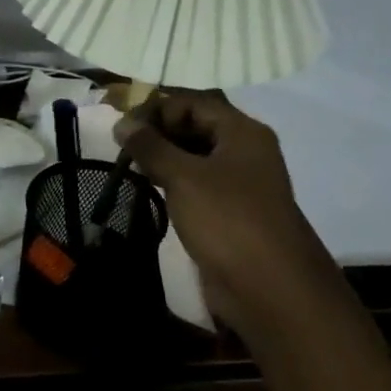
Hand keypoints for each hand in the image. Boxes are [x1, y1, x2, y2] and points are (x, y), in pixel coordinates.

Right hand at [119, 90, 341, 330]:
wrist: (270, 288)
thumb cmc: (227, 220)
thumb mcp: (183, 177)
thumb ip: (150, 146)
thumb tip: (121, 123)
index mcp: (242, 132)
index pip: (193, 102)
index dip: (156, 107)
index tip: (121, 125)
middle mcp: (243, 151)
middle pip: (195, 125)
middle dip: (157, 131)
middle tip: (120, 145)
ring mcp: (238, 183)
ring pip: (193, 155)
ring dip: (161, 156)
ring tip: (128, 165)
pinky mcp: (229, 211)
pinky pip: (196, 183)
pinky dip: (171, 180)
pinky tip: (148, 187)